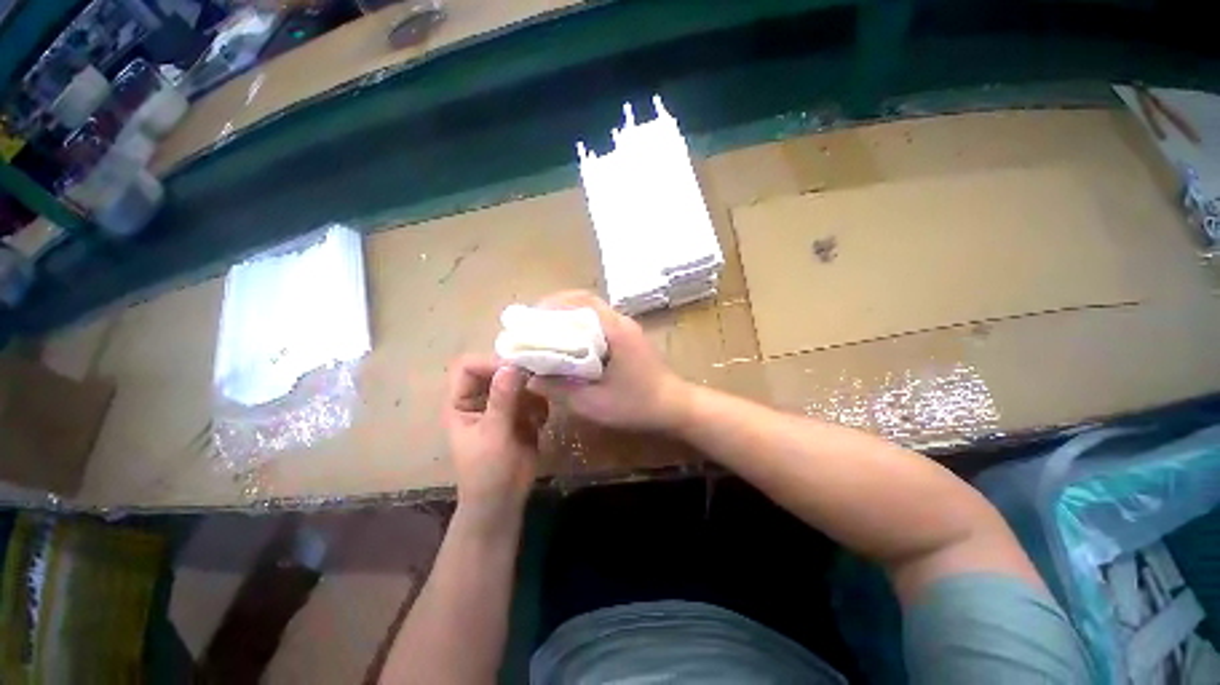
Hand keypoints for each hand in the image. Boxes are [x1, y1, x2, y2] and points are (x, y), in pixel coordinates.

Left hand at [444, 356, 544, 528]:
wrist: (504, 499)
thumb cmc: (488, 470)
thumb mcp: (494, 434)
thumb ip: (502, 400)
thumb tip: (512, 366)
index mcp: (461, 401)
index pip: (469, 367)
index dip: (489, 363)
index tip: (517, 368)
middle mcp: (480, 397)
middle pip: (496, 369)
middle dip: (517, 374)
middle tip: (538, 380)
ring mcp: (502, 404)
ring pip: (517, 381)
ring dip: (531, 391)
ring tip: (538, 410)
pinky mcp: (520, 412)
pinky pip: (532, 396)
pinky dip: (539, 403)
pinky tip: (541, 421)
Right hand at [528, 291, 691, 431]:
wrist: (675, 406)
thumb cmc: (636, 405)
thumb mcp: (594, 403)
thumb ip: (561, 390)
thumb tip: (531, 378)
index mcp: (615, 330)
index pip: (580, 302)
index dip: (551, 305)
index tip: (529, 319)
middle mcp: (621, 321)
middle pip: (585, 301)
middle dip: (556, 307)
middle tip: (533, 324)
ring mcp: (627, 327)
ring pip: (592, 310)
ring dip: (568, 315)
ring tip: (545, 331)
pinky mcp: (629, 337)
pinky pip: (600, 322)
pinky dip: (580, 325)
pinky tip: (569, 342)